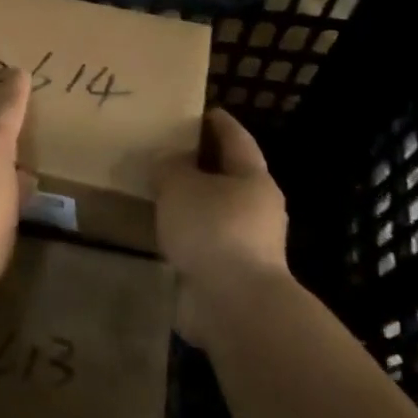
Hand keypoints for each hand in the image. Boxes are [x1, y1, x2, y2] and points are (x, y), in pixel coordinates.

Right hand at [154, 109, 291, 341]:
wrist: (235, 306)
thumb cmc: (213, 230)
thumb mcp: (180, 185)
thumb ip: (170, 167)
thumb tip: (169, 161)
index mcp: (253, 177)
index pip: (235, 136)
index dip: (215, 121)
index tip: (193, 111)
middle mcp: (258, 207)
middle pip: (228, 173)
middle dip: (200, 163)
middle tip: (166, 151)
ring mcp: (249, 243)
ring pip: (216, 209)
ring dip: (193, 201)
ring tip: (159, 192)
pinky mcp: (234, 273)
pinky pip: (207, 240)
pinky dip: (189, 232)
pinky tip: (165, 231)